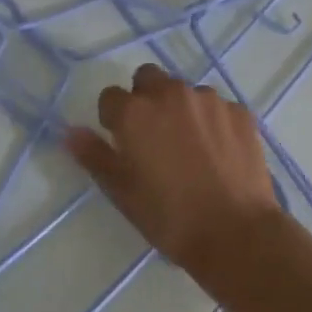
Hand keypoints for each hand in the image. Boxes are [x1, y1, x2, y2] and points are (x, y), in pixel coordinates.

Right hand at [66, 63, 281, 277]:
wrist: (236, 233)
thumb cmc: (169, 217)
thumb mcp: (122, 193)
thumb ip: (95, 156)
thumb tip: (71, 132)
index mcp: (135, 113)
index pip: (110, 97)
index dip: (113, 119)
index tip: (123, 144)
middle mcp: (171, 94)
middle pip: (148, 78)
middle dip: (145, 99)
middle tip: (153, 137)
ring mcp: (209, 99)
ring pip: (185, 91)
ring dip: (180, 109)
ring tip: (191, 149)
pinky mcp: (240, 111)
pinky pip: (217, 106)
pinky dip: (212, 121)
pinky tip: (219, 153)